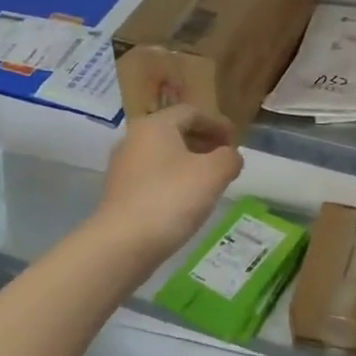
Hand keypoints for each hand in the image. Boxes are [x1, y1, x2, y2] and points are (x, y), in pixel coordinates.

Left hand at [97, 106, 243, 259]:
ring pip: (163, 155)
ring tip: (209, 182)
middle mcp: (133, 139)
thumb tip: (231, 156)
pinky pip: (153, 176)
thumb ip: (229, 158)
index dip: (218, 124)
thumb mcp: (213, 174)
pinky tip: (186, 201)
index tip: (236, 142)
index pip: (191, 112)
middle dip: (203, 142)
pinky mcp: (119, 192)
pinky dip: (173, 180)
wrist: (123, 243)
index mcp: (155, 125)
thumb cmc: (171, 198)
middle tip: (225, 160)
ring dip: (189, 162)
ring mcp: (123, 167)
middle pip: (175, 131)